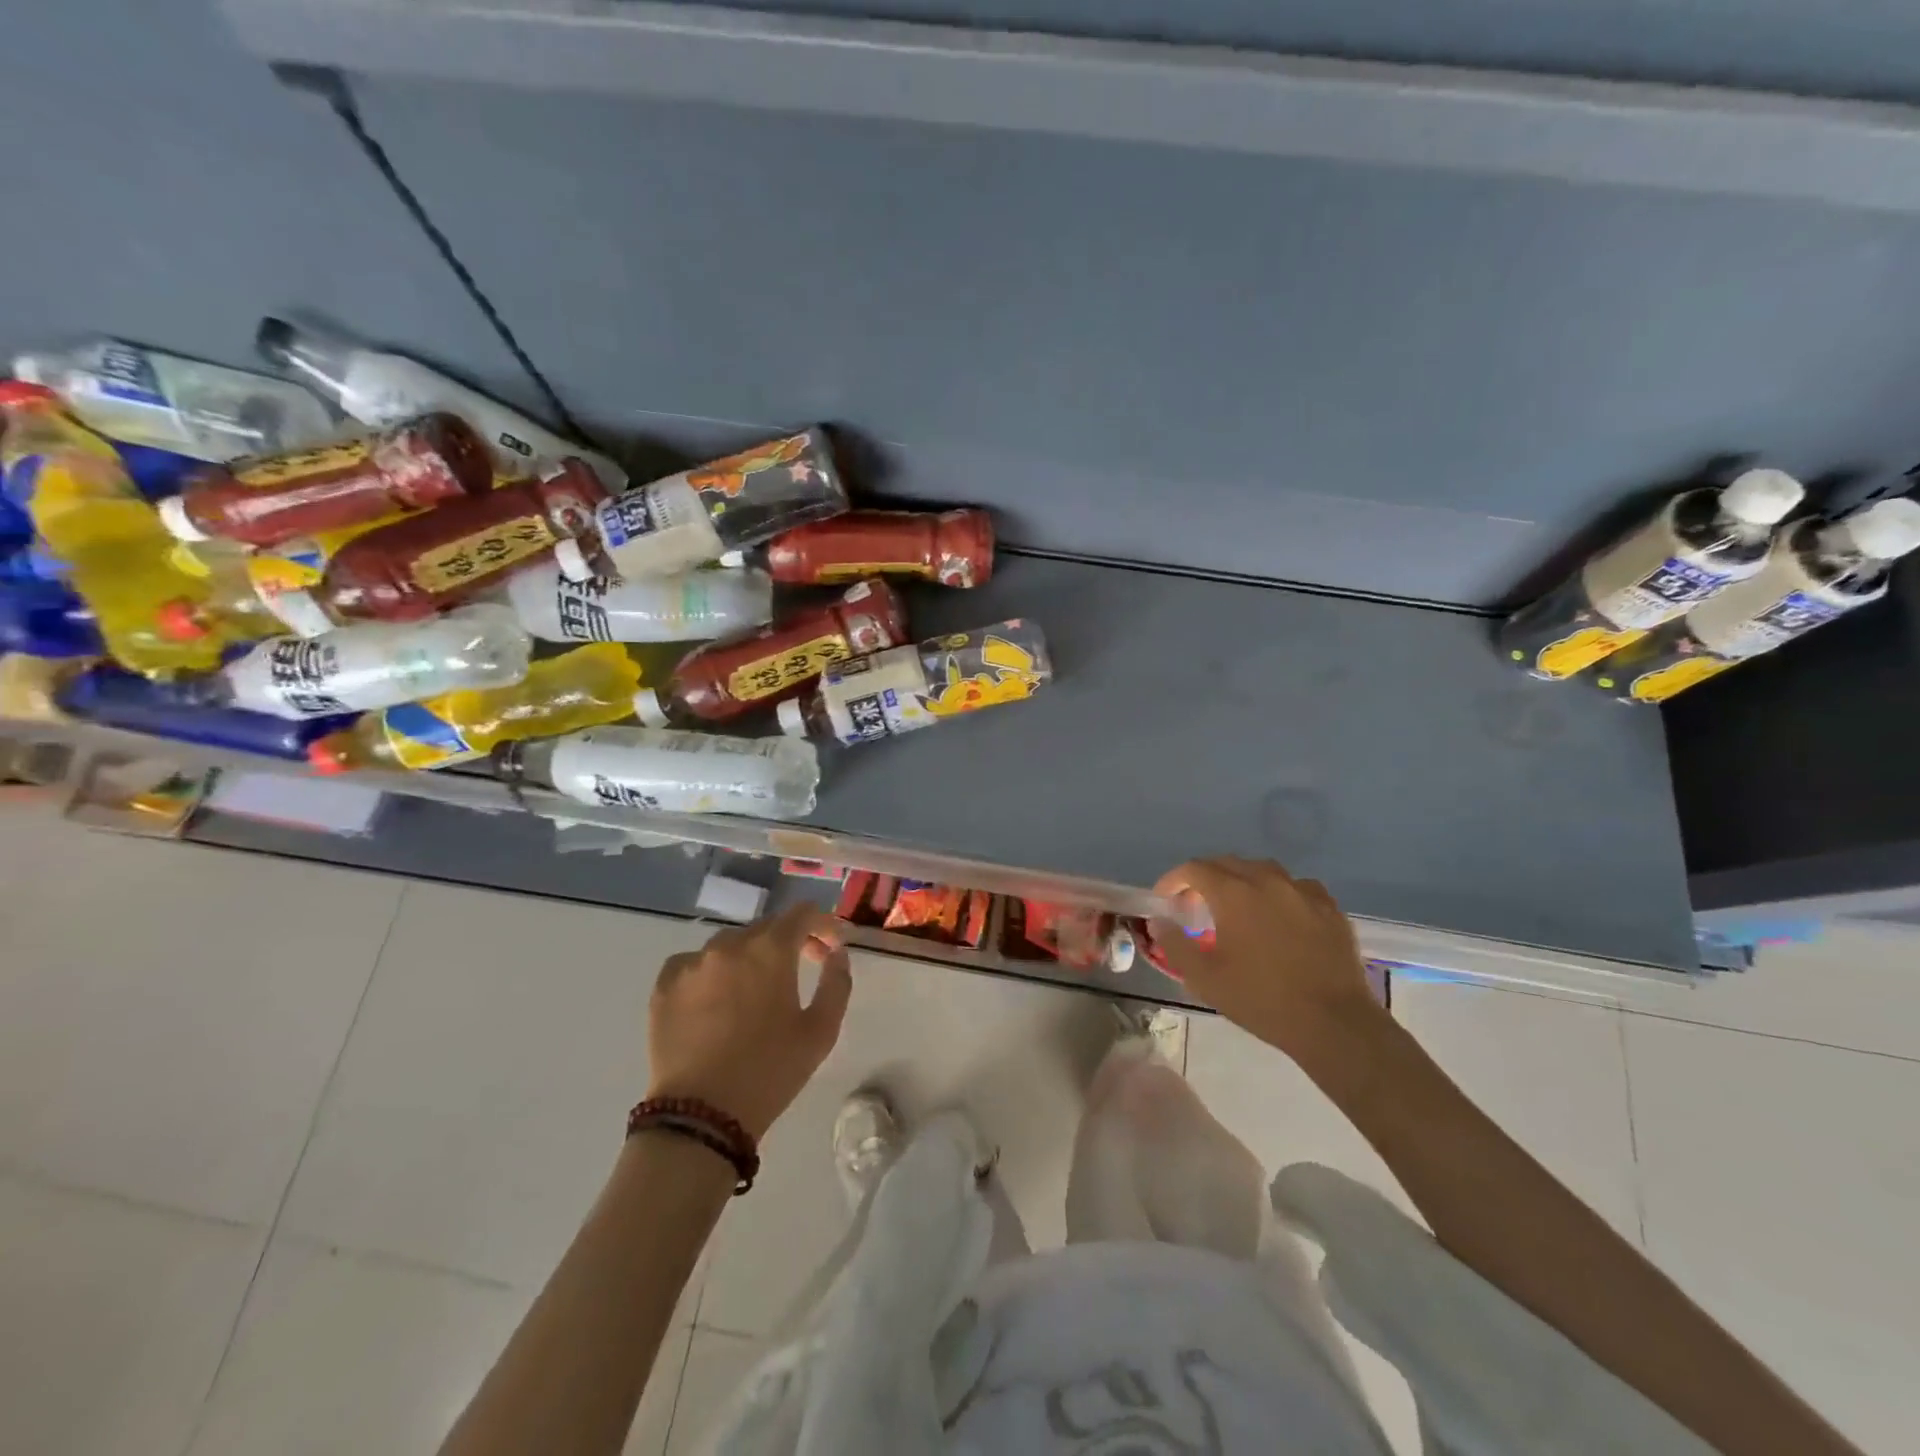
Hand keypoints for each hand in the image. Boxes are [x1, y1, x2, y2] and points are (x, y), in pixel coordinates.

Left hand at [645, 906, 852, 1140]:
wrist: (700, 1116)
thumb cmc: (770, 1071)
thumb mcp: (821, 1031)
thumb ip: (836, 982)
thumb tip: (835, 954)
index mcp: (770, 949)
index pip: (802, 913)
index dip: (823, 924)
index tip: (831, 948)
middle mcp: (729, 945)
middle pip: (767, 927)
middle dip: (790, 941)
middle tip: (802, 968)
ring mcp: (691, 963)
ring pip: (729, 944)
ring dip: (750, 956)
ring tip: (755, 988)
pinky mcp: (664, 986)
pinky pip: (694, 963)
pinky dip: (711, 971)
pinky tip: (716, 998)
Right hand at [1150, 857, 1383, 1069]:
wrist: (1334, 1023)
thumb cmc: (1262, 999)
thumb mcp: (1205, 978)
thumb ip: (1174, 944)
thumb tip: (1158, 921)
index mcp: (1234, 893)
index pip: (1194, 869)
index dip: (1173, 879)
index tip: (1165, 899)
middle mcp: (1268, 880)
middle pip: (1227, 863)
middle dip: (1205, 877)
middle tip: (1194, 904)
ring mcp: (1303, 891)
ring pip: (1263, 870)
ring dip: (1242, 881)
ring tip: (1236, 906)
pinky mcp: (1330, 908)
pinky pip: (1296, 887)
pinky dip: (1278, 893)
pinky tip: (1278, 914)